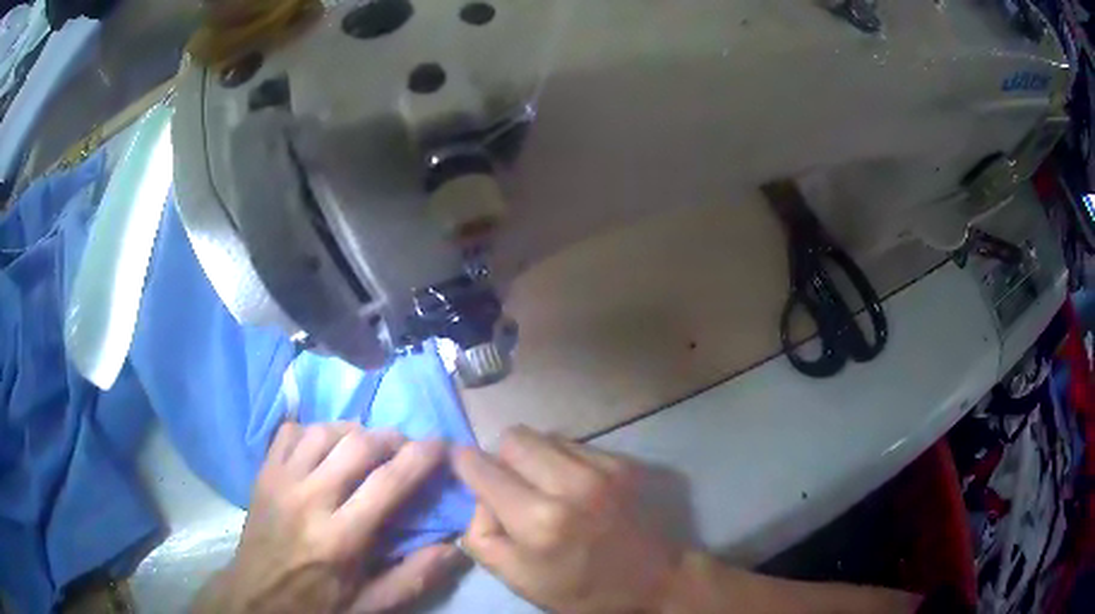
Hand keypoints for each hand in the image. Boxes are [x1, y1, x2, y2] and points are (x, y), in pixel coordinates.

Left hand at [192, 423, 461, 613]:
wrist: (256, 597)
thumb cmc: (317, 604)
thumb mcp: (370, 605)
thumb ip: (414, 578)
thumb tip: (455, 547)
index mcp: (340, 538)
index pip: (388, 483)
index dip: (421, 457)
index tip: (442, 444)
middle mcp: (309, 500)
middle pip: (357, 445)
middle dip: (391, 438)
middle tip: (405, 449)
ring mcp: (281, 481)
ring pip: (324, 431)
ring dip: (354, 431)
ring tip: (368, 446)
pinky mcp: (263, 473)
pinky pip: (290, 432)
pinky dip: (315, 431)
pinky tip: (325, 448)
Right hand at [451, 426, 685, 613]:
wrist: (658, 580)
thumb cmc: (585, 589)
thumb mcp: (521, 581)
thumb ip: (482, 538)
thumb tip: (477, 499)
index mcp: (539, 520)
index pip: (483, 468)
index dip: (465, 463)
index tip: (464, 466)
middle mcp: (570, 484)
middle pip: (514, 437)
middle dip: (502, 457)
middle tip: (511, 484)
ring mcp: (603, 468)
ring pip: (546, 436)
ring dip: (535, 457)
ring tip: (547, 486)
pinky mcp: (625, 462)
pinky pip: (577, 444)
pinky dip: (565, 460)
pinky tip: (577, 487)